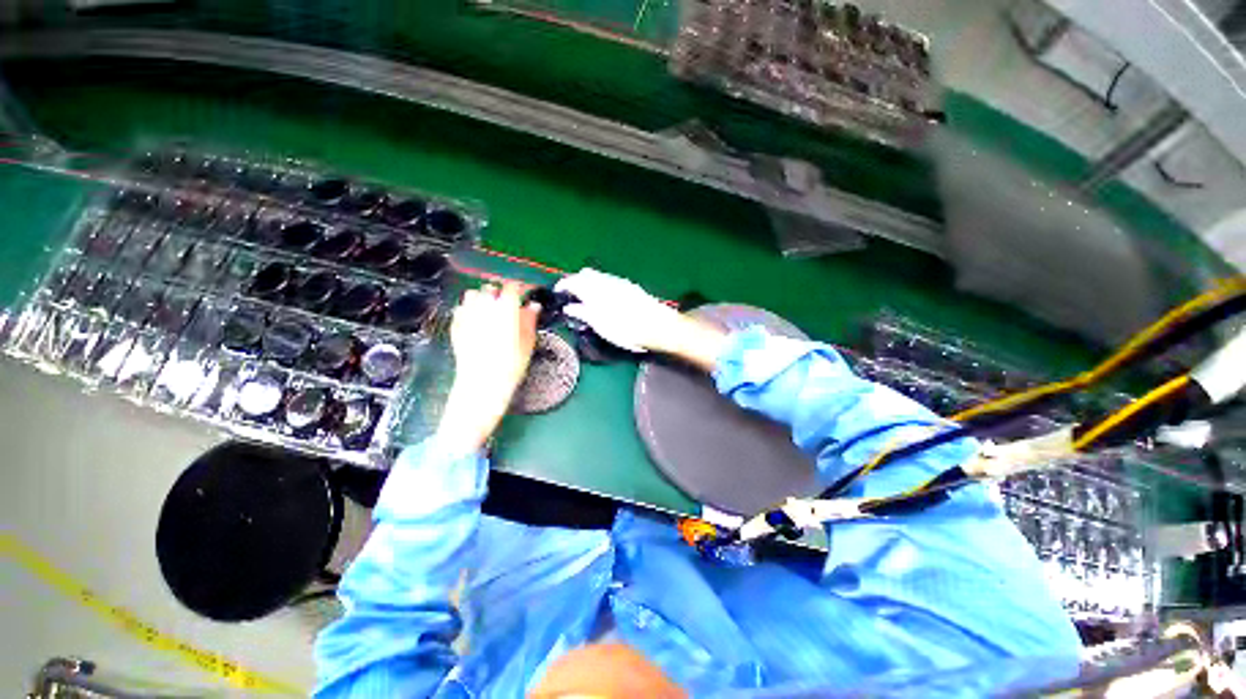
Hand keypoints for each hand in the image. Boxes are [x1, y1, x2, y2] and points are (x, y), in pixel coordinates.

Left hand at [436, 282, 539, 454]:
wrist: (482, 384)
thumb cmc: (511, 365)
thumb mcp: (528, 343)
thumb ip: (530, 320)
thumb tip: (533, 306)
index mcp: (505, 309)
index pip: (512, 287)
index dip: (520, 288)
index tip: (525, 293)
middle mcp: (484, 307)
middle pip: (491, 289)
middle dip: (500, 294)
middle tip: (509, 306)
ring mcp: (467, 316)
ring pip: (472, 296)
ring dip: (482, 299)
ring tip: (491, 312)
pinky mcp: (456, 326)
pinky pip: (461, 309)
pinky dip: (469, 311)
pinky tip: (477, 322)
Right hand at [555, 268, 683, 352]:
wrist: (657, 326)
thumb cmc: (626, 329)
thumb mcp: (601, 325)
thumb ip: (583, 313)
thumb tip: (569, 306)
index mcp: (595, 289)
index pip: (573, 280)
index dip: (563, 285)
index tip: (558, 293)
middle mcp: (606, 281)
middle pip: (586, 274)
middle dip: (576, 282)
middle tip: (572, 296)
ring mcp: (620, 282)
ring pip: (599, 276)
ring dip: (589, 283)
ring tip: (587, 299)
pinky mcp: (630, 287)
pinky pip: (609, 281)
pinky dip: (601, 286)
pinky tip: (605, 299)